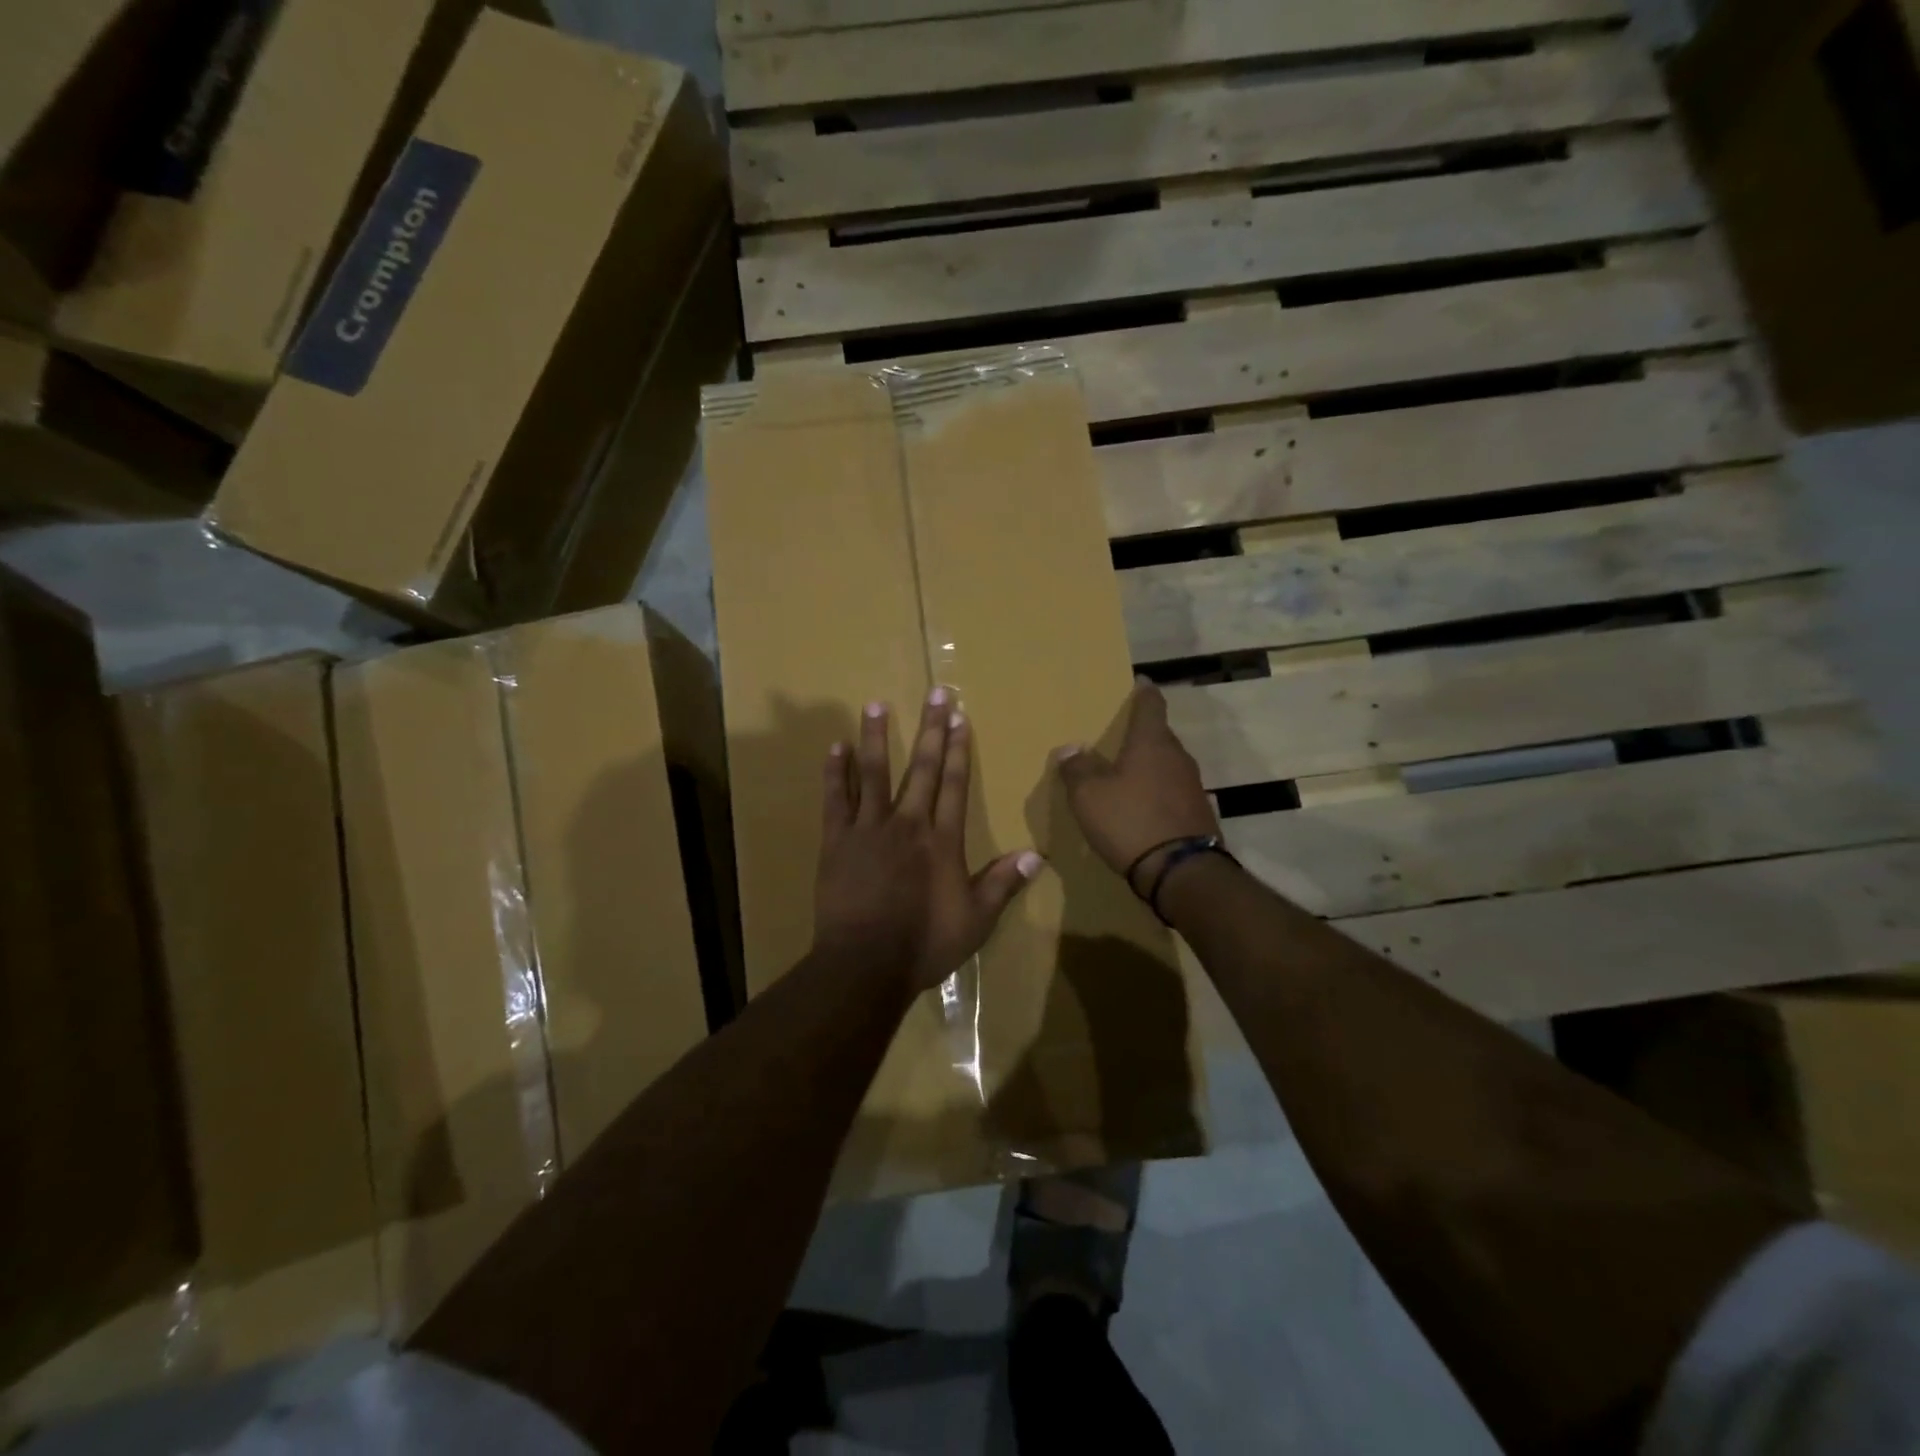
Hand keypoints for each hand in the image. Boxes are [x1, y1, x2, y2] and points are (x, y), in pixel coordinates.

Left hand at [815, 690, 1043, 993]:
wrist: (865, 964)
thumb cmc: (924, 944)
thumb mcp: (975, 920)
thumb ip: (1002, 884)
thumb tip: (1037, 855)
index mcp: (942, 840)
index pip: (954, 784)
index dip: (958, 749)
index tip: (960, 717)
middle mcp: (908, 824)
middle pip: (921, 768)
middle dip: (930, 729)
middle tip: (935, 693)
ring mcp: (869, 829)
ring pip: (874, 773)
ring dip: (876, 736)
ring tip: (876, 703)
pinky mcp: (837, 841)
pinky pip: (836, 799)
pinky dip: (835, 772)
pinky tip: (835, 746)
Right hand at [1054, 682, 1220, 892]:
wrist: (1181, 873)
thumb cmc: (1130, 821)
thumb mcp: (1089, 795)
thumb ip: (1077, 768)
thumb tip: (1071, 749)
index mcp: (1152, 743)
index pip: (1151, 705)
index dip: (1143, 692)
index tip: (1139, 683)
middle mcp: (1178, 757)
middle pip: (1159, 735)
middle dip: (1141, 733)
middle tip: (1118, 736)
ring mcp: (1192, 787)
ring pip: (1166, 765)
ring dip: (1148, 766)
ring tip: (1125, 773)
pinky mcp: (1198, 814)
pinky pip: (1172, 792)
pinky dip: (1157, 793)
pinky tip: (1141, 807)